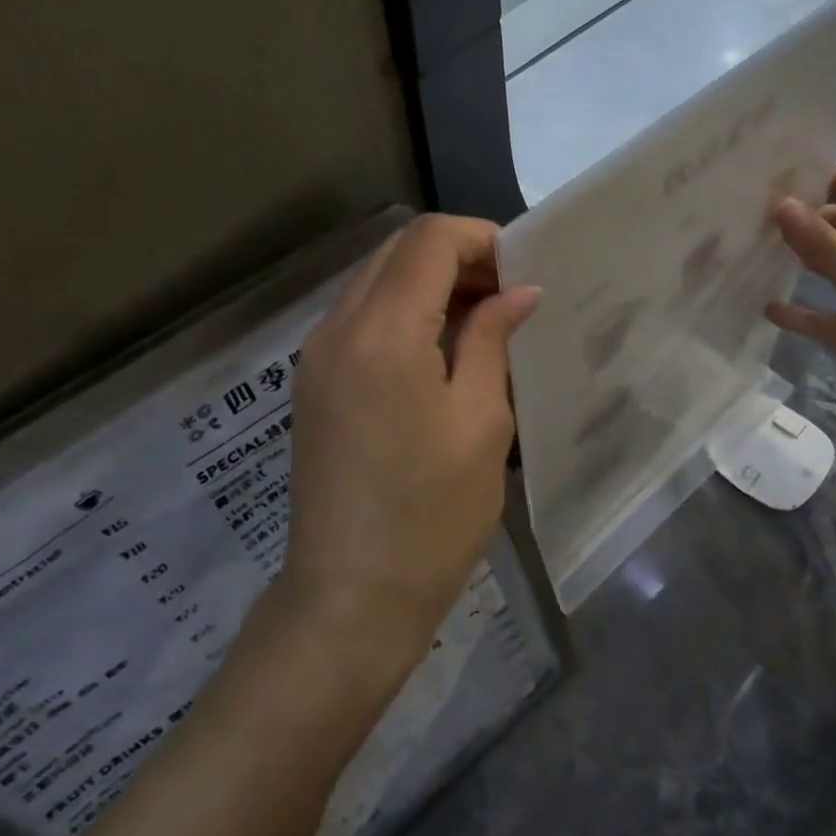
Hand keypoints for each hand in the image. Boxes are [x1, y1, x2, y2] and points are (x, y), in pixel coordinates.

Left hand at [280, 214, 541, 677]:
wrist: (350, 597)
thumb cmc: (430, 516)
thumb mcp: (481, 422)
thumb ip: (492, 340)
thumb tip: (519, 292)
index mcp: (381, 331)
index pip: (429, 239)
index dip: (482, 239)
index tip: (523, 272)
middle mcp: (337, 327)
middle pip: (397, 251)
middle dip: (458, 256)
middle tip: (508, 295)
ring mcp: (316, 354)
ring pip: (376, 281)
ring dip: (430, 284)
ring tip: (483, 321)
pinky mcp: (313, 382)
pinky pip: (360, 317)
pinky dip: (403, 312)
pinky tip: (440, 349)